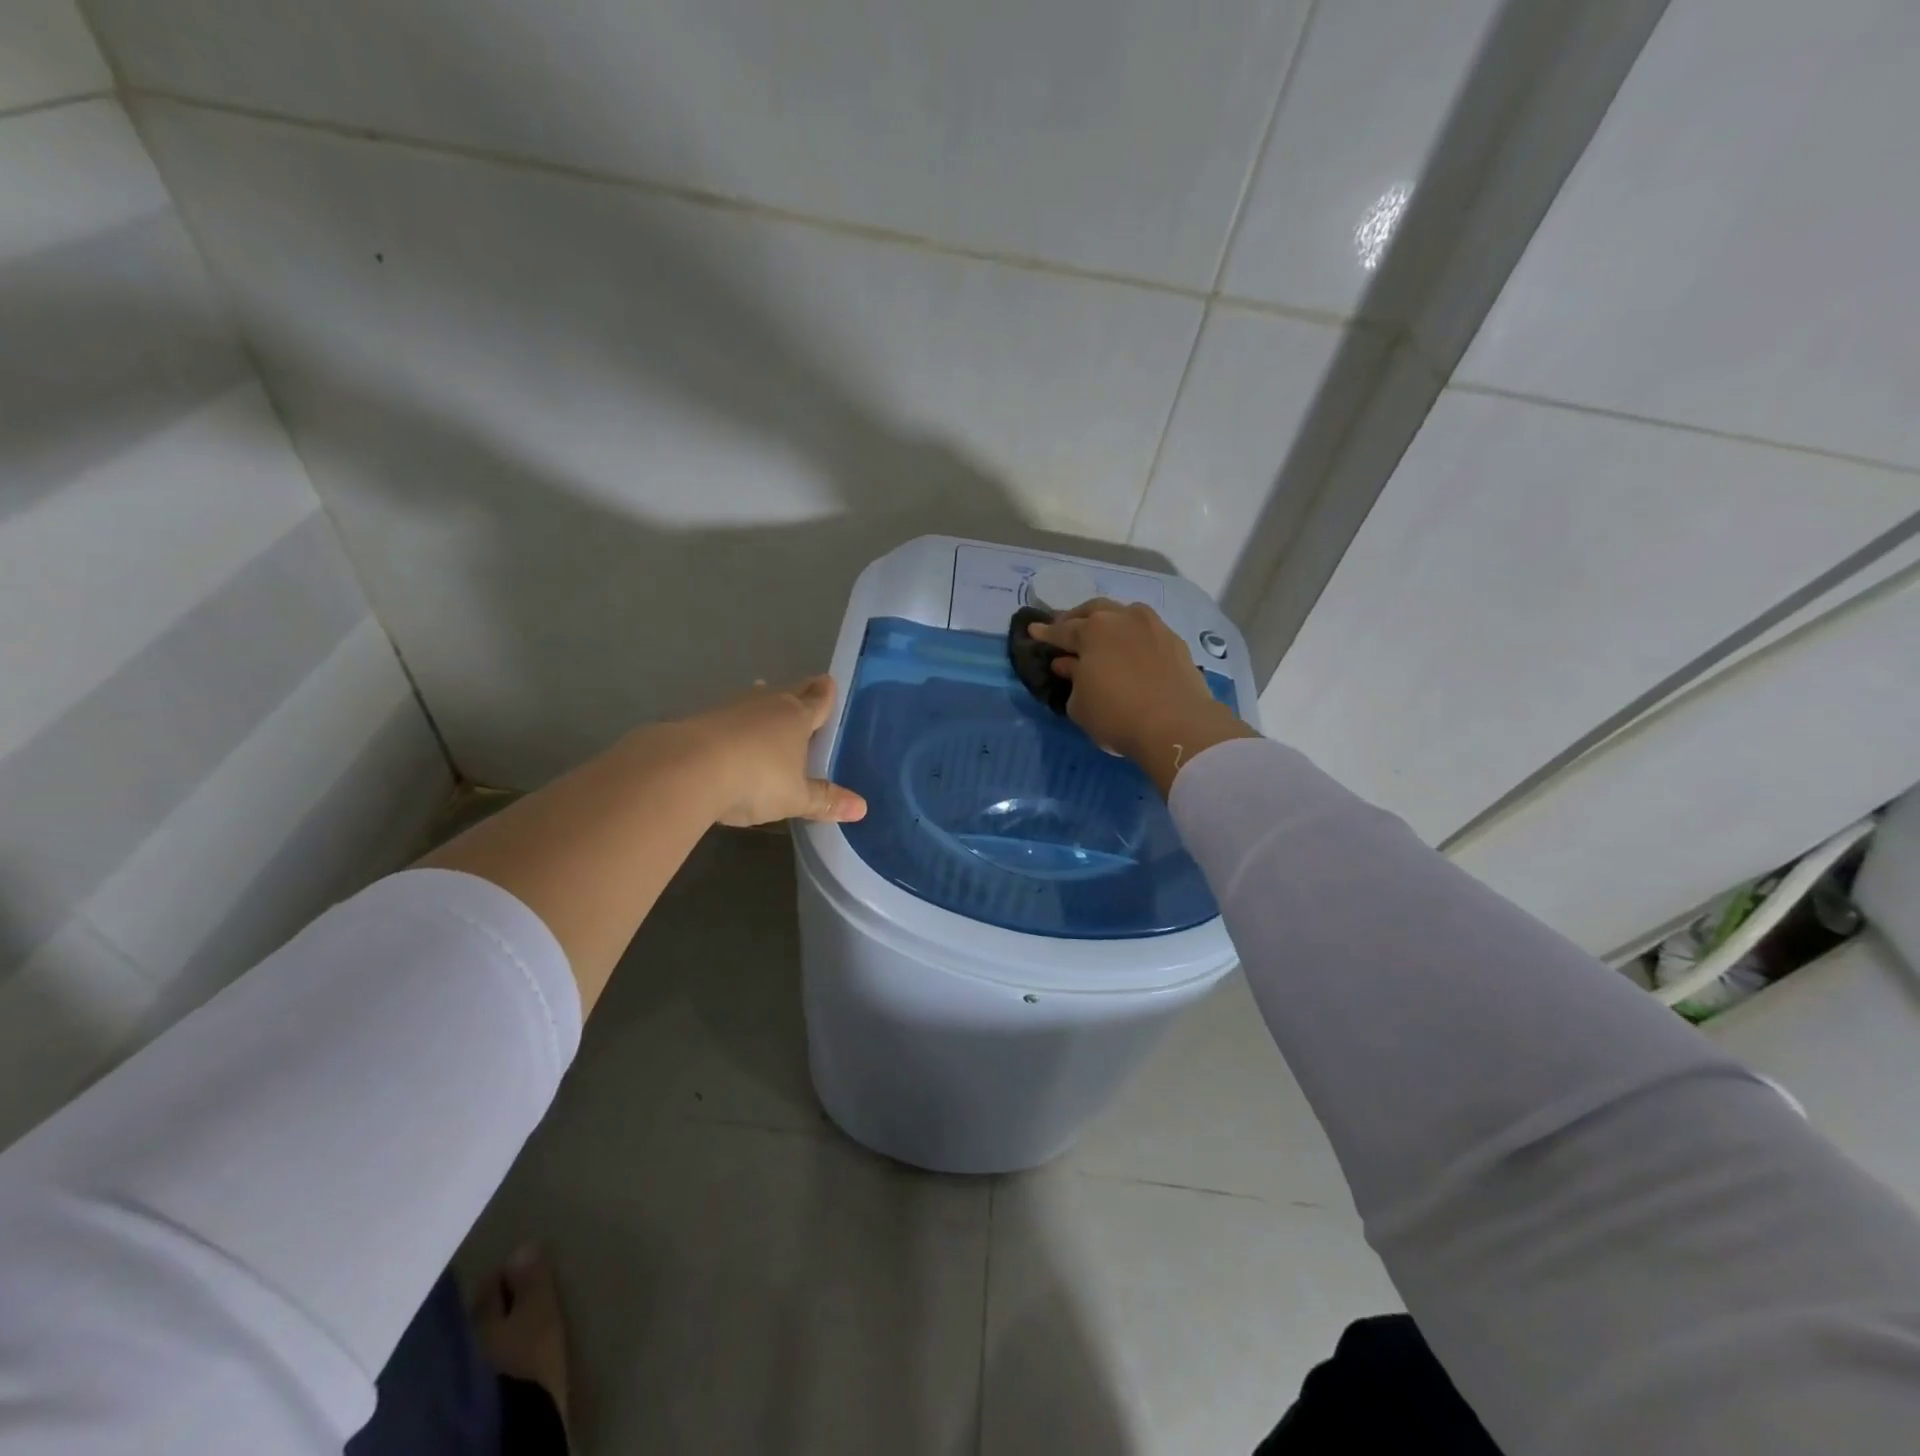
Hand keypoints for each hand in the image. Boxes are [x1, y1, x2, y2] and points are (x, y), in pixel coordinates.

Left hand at [677, 675, 867, 826]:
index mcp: (797, 717)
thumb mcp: (795, 797)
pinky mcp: (701, 719)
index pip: (818, 700)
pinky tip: (732, 728)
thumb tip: (862, 808)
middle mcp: (767, 704)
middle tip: (809, 686)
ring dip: (764, 700)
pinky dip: (736, 719)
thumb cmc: (756, 779)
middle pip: (789, 690)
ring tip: (768, 696)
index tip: (829, 682)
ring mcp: (731, 708)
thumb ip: (825, 800)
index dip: (826, 693)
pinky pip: (728, 714)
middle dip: (801, 690)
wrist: (687, 769)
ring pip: (756, 698)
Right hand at [1029, 600, 1255, 793]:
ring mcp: (1153, 627)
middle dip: (1076, 618)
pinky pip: (1147, 631)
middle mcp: (1122, 619)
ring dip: (1109, 620)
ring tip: (1102, 633)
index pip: (1062, 629)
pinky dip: (1133, 635)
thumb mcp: (1080, 705)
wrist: (1177, 726)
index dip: (1046, 633)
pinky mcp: (1175, 641)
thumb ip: (1072, 679)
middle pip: (1094, 610)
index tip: (1034, 631)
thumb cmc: (1116, 716)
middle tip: (1066, 628)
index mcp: (1092, 631)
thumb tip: (1068, 664)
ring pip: (1125, 614)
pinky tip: (1131, 648)